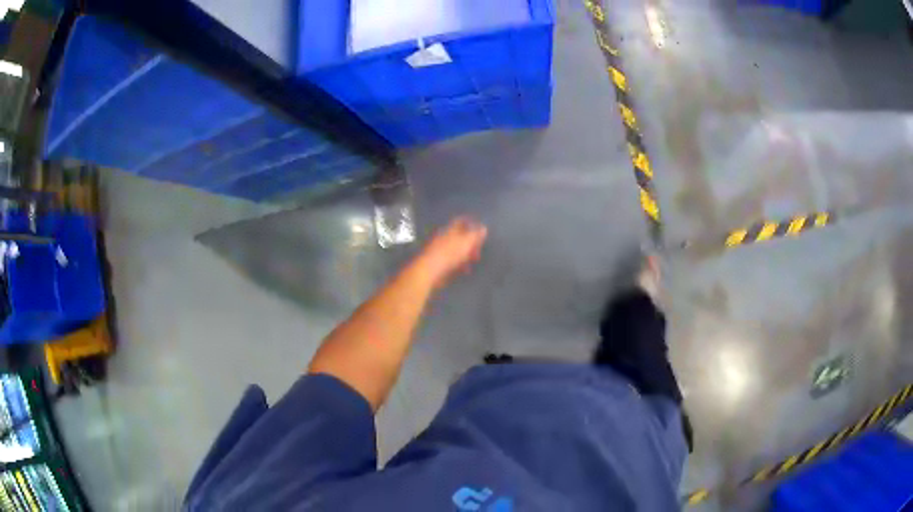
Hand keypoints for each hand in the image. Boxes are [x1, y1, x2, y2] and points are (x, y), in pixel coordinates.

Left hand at [415, 217, 487, 288]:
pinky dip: (460, 264)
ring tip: (474, 260)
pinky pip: (453, 261)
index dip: (471, 222)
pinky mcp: (439, 263)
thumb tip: (483, 227)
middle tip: (479, 248)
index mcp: (449, 230)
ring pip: (457, 249)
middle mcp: (444, 238)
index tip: (480, 227)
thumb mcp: (466, 242)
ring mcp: (441, 251)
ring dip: (467, 254)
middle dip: (471, 241)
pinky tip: (465, 270)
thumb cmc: (449, 254)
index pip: (460, 221)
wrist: (430, 271)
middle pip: (460, 236)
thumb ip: (475, 235)